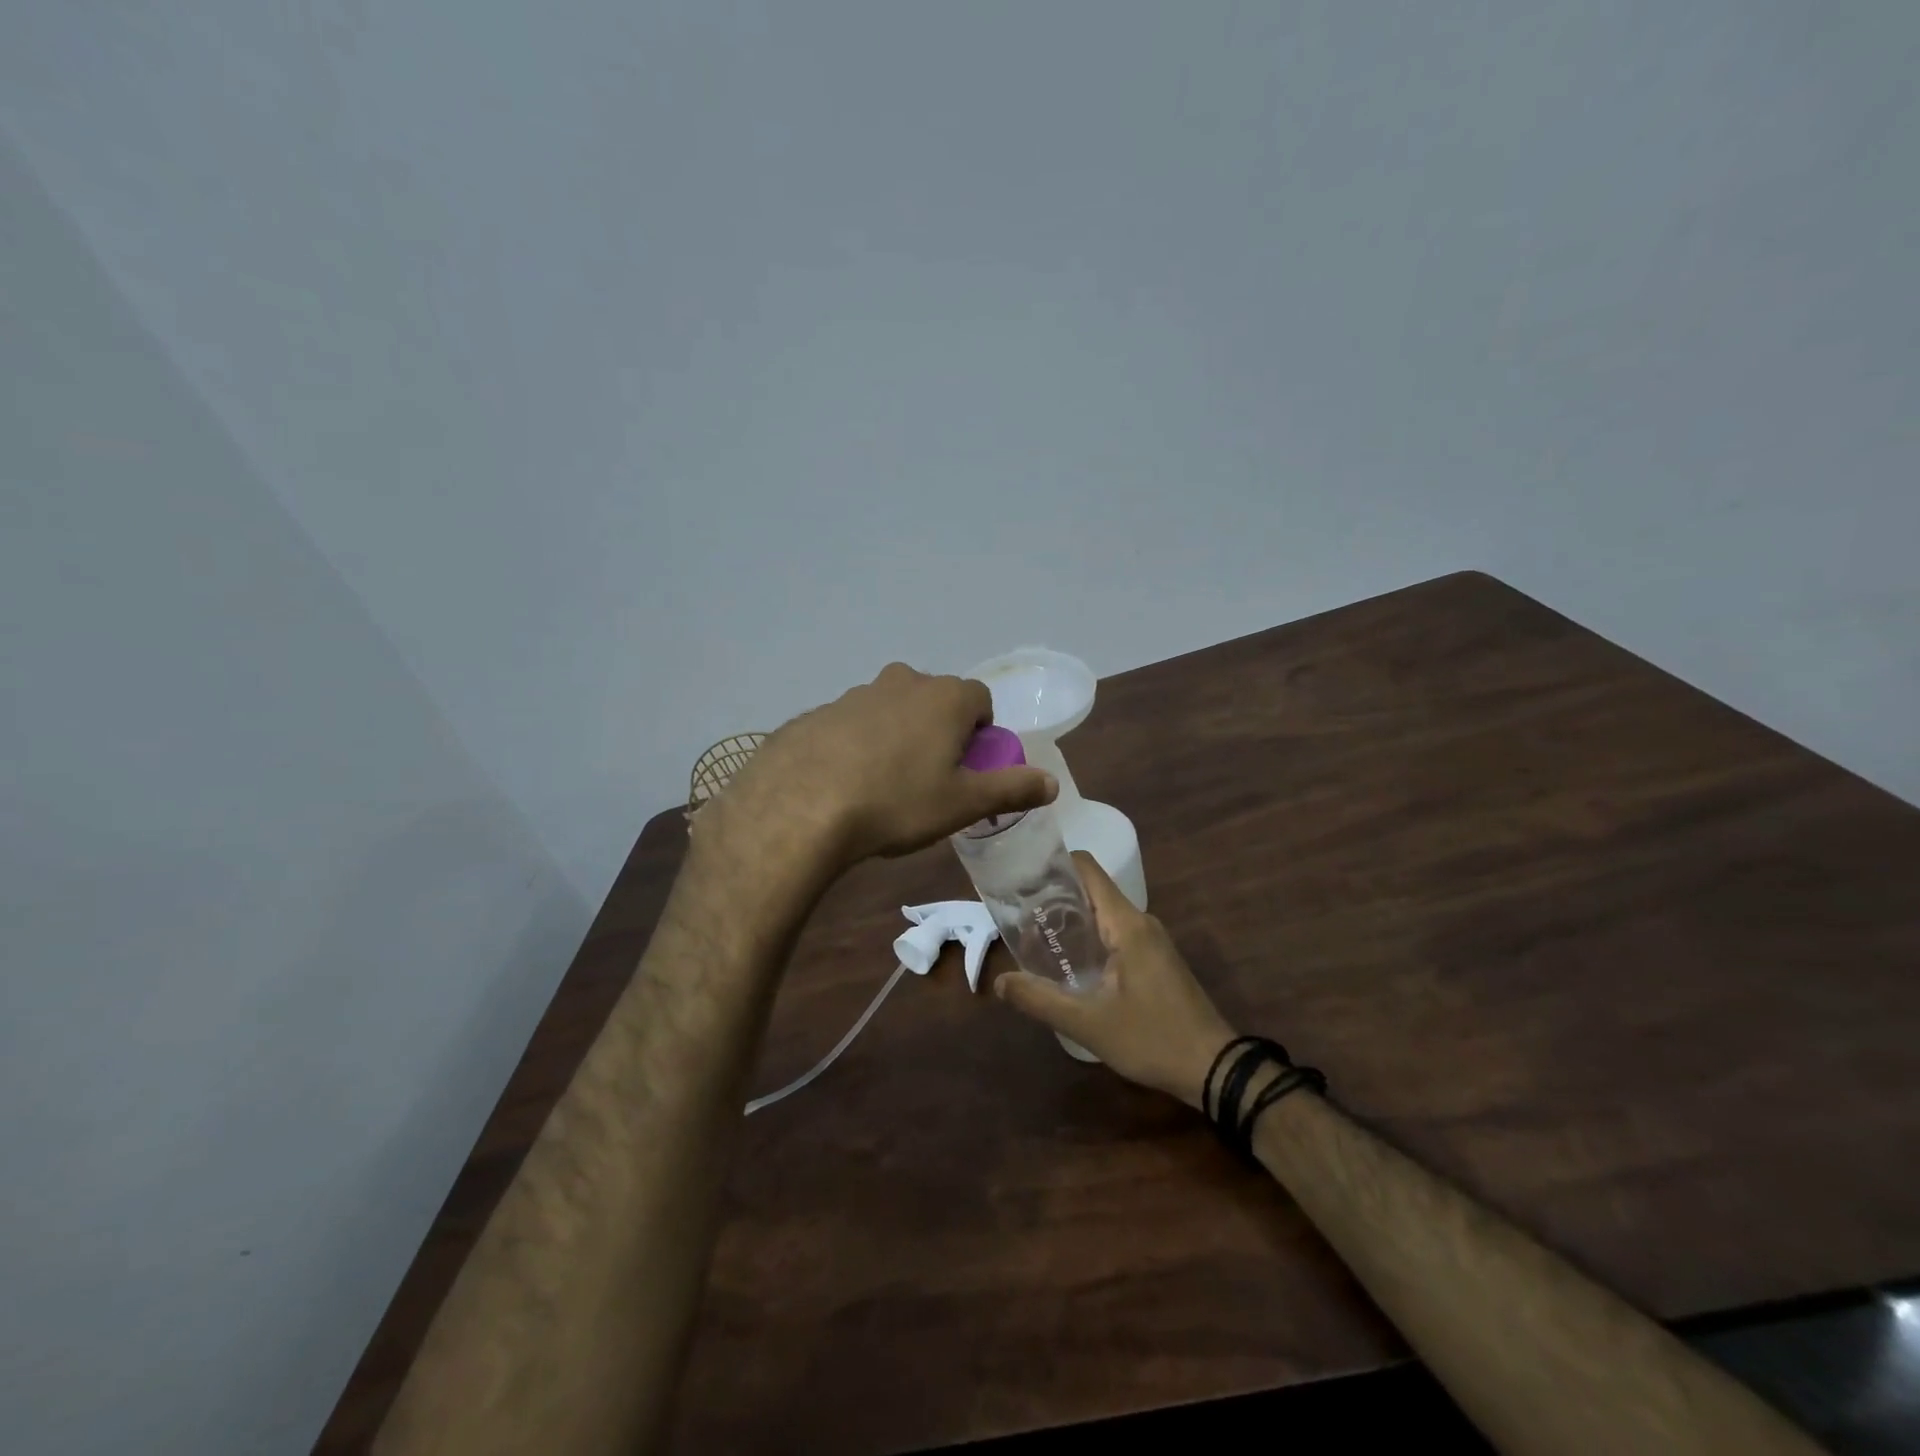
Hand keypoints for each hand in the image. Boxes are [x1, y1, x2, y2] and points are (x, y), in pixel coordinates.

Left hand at [713, 663, 1057, 872]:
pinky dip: (858, 744)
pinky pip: (852, 724)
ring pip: (891, 709)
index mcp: (945, 698)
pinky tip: (845, 782)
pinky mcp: (818, 713)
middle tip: (929, 776)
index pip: (979, 699)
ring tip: (884, 784)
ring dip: (897, 735)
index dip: (980, 731)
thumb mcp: (962, 803)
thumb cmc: (897, 802)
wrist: (801, 806)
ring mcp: (855, 694)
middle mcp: (902, 682)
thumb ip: (1011, 789)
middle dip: (939, 730)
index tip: (968, 766)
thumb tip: (1052, 783)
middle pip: (934, 700)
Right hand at [994, 852, 1237, 1109]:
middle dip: (1053, 895)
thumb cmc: (1152, 1038)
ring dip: (1070, 918)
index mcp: (1126, 924)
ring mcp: (1151, 940)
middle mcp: (1140, 921)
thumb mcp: (1089, 1024)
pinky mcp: (1154, 958)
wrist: (1213, 1068)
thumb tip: (999, 982)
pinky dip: (1088, 936)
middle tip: (1015, 910)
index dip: (1053, 864)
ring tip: (1032, 933)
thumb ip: (1040, 1000)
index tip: (1020, 875)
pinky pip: (1114, 932)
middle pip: (1091, 889)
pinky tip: (1066, 960)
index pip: (1087, 869)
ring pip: (1103, 913)